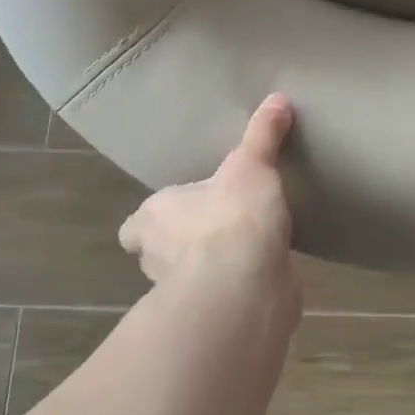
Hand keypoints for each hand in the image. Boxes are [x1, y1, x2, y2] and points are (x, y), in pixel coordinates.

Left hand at [119, 94, 297, 297]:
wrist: (246, 288)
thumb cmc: (231, 218)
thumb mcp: (251, 164)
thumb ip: (262, 134)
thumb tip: (278, 97)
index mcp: (153, 219)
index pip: (135, 226)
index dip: (149, 222)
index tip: (175, 213)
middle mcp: (158, 259)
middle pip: (159, 253)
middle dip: (182, 243)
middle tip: (216, 223)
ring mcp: (184, 294)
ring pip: (190, 278)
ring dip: (211, 266)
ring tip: (244, 244)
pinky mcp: (216, 316)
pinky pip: (223, 296)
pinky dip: (238, 287)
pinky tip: (264, 271)